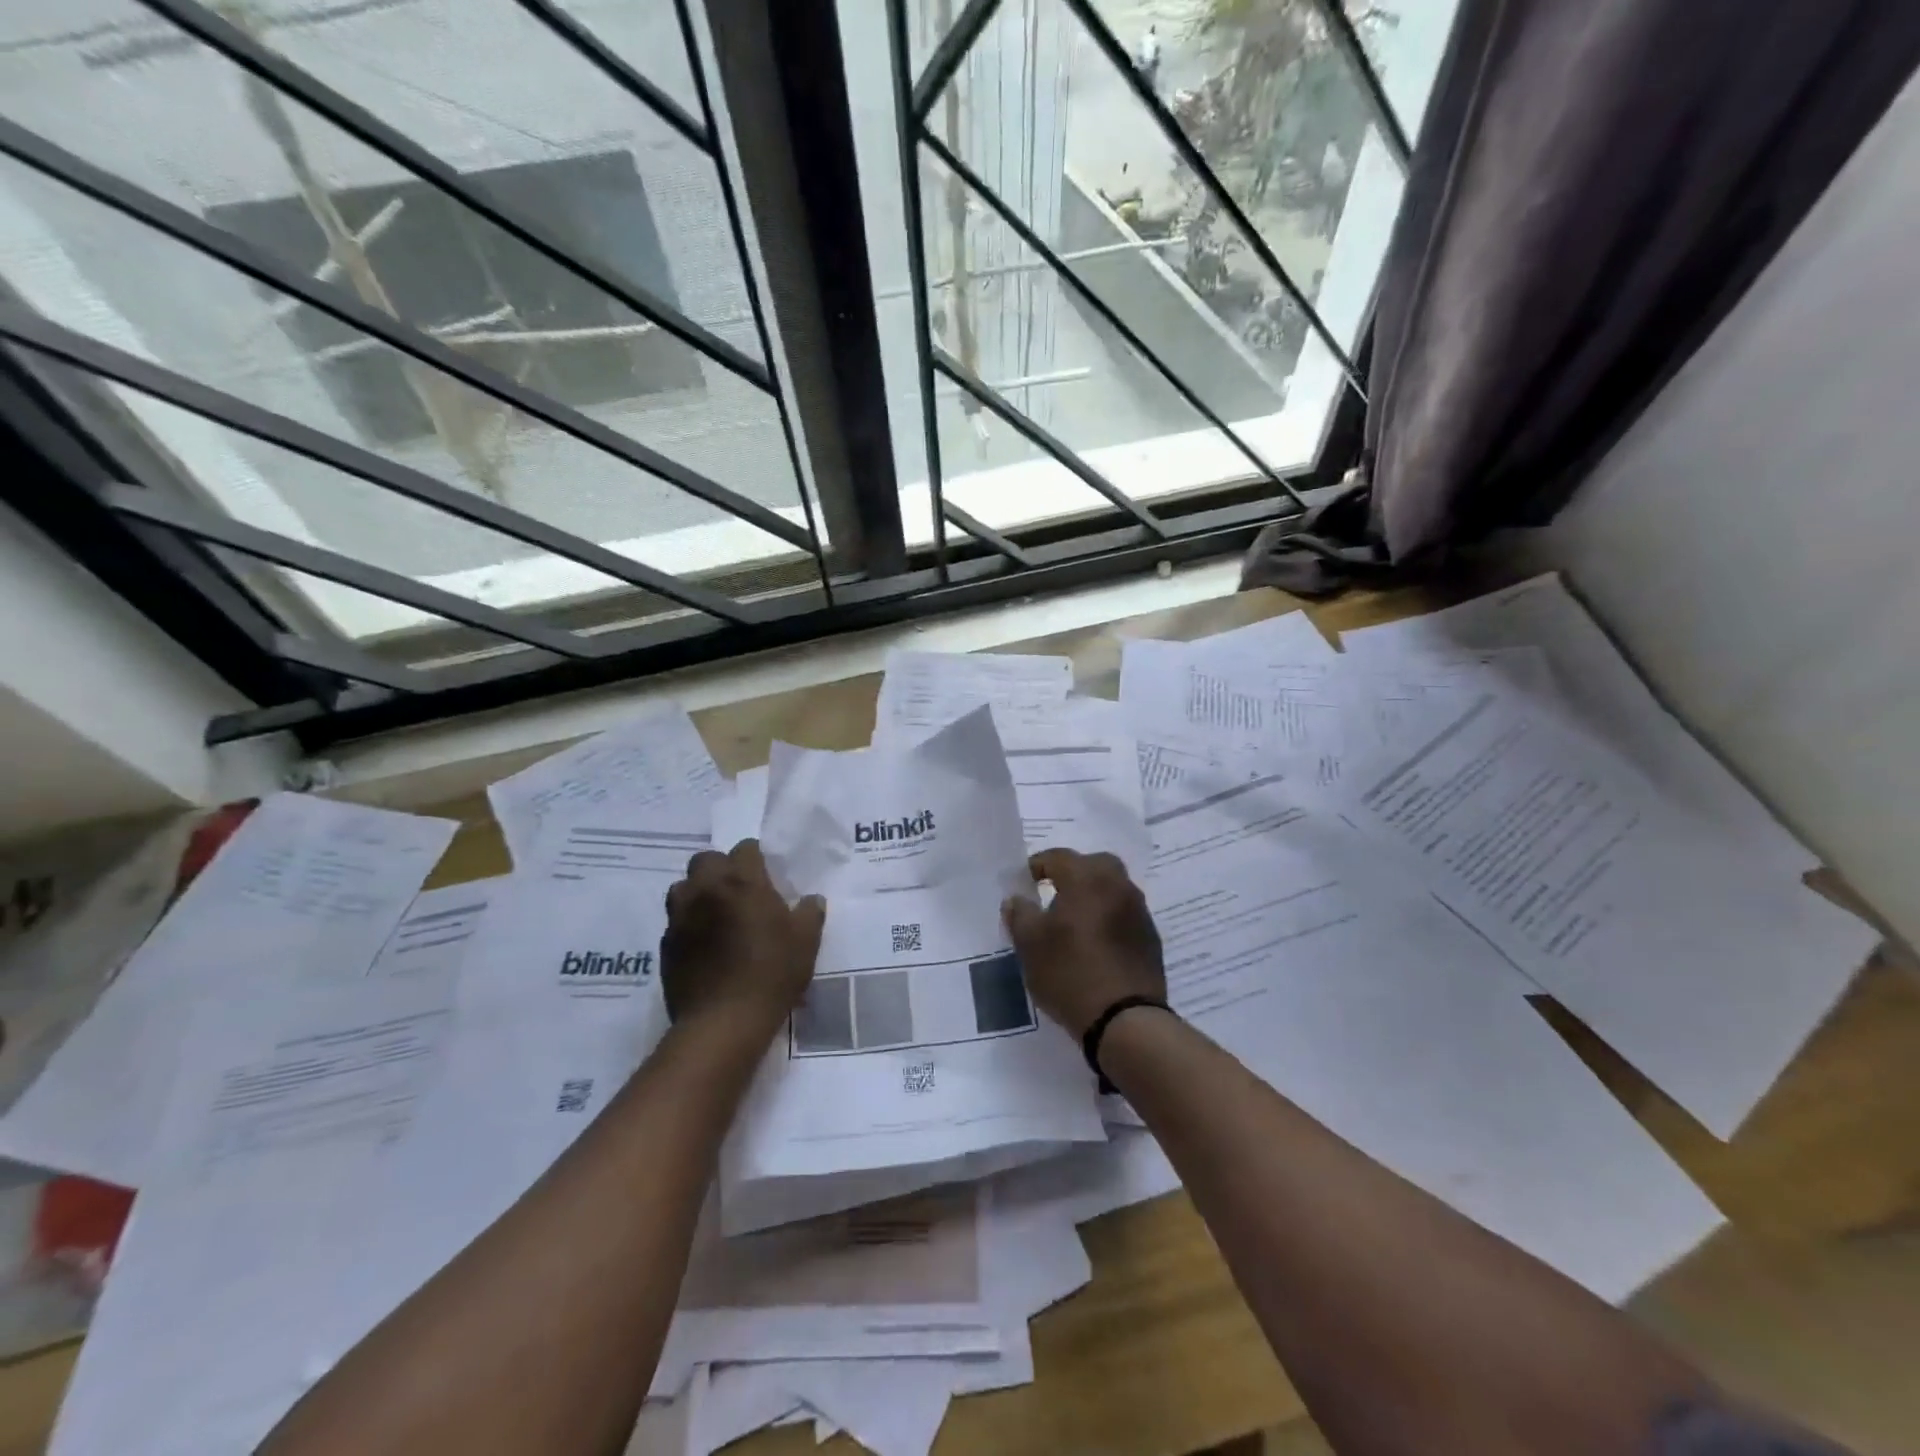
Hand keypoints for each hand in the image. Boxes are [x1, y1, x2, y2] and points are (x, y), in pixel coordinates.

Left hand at [663, 840, 825, 1039]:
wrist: (723, 1022)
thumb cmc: (771, 973)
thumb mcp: (805, 942)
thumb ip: (809, 913)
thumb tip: (812, 899)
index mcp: (742, 881)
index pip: (745, 848)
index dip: (756, 858)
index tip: (766, 874)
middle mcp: (706, 890)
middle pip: (705, 860)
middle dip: (720, 868)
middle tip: (739, 891)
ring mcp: (680, 918)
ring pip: (682, 888)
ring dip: (697, 893)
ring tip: (716, 914)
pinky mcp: (666, 946)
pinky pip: (675, 922)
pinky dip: (688, 924)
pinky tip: (704, 945)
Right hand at [1002, 849, 1164, 1038]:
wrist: (1125, 1020)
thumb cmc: (1070, 974)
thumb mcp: (1030, 945)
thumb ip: (1020, 915)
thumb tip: (1016, 899)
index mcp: (1087, 878)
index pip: (1058, 857)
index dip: (1037, 866)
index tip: (1023, 883)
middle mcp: (1118, 885)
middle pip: (1093, 865)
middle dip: (1072, 874)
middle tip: (1052, 894)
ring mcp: (1139, 911)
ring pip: (1112, 888)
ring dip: (1093, 895)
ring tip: (1072, 922)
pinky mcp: (1150, 937)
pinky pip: (1124, 913)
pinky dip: (1108, 917)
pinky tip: (1094, 943)